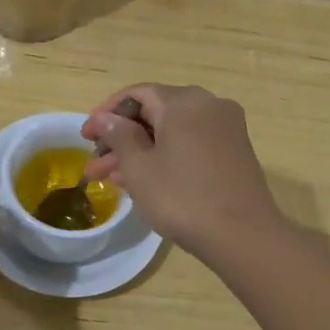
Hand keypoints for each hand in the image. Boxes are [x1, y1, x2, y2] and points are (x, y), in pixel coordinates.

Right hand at [81, 84, 282, 259]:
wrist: (243, 235)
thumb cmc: (183, 197)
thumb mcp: (140, 167)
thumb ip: (119, 136)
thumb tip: (106, 118)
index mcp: (184, 101)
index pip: (136, 94)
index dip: (106, 113)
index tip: (85, 137)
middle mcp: (208, 105)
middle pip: (154, 112)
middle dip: (121, 138)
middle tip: (94, 164)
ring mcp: (225, 128)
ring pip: (171, 132)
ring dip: (140, 151)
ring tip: (109, 179)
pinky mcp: (234, 151)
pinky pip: (189, 144)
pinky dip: (164, 156)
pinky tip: (142, 180)